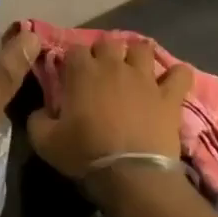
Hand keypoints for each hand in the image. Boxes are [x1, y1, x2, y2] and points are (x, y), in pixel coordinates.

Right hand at [28, 35, 191, 180]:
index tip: (70, 74)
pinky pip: (180, 74)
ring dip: (137, 56)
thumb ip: (37, 119)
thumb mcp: (44, 141)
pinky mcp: (169, 96)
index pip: (74, 49)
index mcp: (82, 71)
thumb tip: (40, 111)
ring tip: (134, 70)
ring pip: (143, 49)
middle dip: (103, 52)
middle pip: (108, 42)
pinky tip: (171, 81)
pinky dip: (177, 75)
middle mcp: (113, 66)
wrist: (131, 174)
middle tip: (101, 72)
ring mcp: (145, 78)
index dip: (72, 60)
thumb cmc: (85, 153)